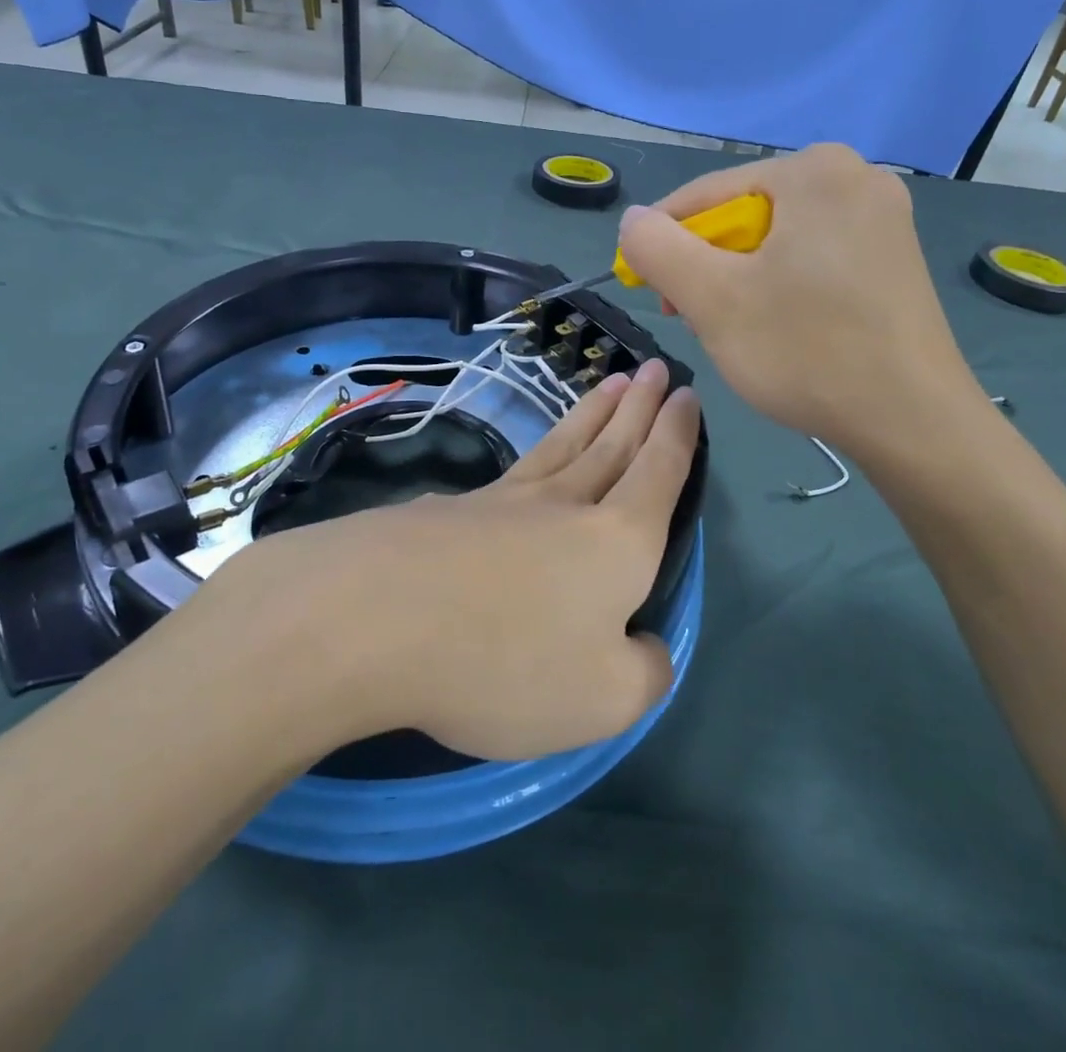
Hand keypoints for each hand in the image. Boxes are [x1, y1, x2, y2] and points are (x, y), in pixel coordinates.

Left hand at [224, 358, 701, 762]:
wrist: (379, 616)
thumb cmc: (509, 659)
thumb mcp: (604, 697)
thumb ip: (643, 671)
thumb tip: (647, 646)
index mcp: (618, 540)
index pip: (658, 472)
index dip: (677, 435)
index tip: (686, 396)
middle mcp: (567, 504)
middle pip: (613, 443)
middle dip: (640, 406)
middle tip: (656, 369)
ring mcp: (506, 500)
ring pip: (566, 444)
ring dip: (595, 412)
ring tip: (613, 383)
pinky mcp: (456, 509)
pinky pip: (519, 467)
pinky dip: (541, 448)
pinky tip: (535, 457)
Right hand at [615, 143, 982, 459]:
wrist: (914, 422)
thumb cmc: (807, 351)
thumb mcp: (713, 299)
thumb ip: (657, 250)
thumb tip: (632, 220)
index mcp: (815, 170)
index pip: (707, 195)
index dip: (664, 242)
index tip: (646, 291)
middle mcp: (856, 177)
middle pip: (745, 215)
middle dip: (709, 266)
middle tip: (693, 318)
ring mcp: (883, 217)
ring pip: (776, 240)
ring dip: (740, 280)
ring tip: (734, 329)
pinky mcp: (893, 258)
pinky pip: (811, 257)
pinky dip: (781, 286)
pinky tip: (780, 327)